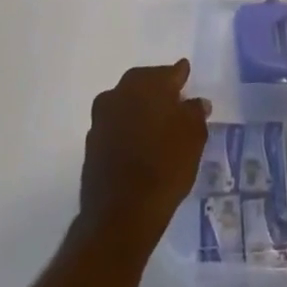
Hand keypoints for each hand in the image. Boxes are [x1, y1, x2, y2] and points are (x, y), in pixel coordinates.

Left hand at [78, 60, 211, 247]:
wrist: (121, 214)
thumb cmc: (166, 166)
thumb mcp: (194, 137)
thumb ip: (195, 112)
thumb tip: (195, 103)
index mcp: (150, 83)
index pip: (172, 72)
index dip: (182, 78)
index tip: (188, 83)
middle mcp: (122, 91)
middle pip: (146, 83)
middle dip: (159, 91)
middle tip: (174, 106)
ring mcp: (102, 116)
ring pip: (127, 103)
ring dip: (140, 110)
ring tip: (156, 128)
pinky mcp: (91, 141)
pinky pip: (115, 125)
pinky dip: (127, 129)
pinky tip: (138, 145)